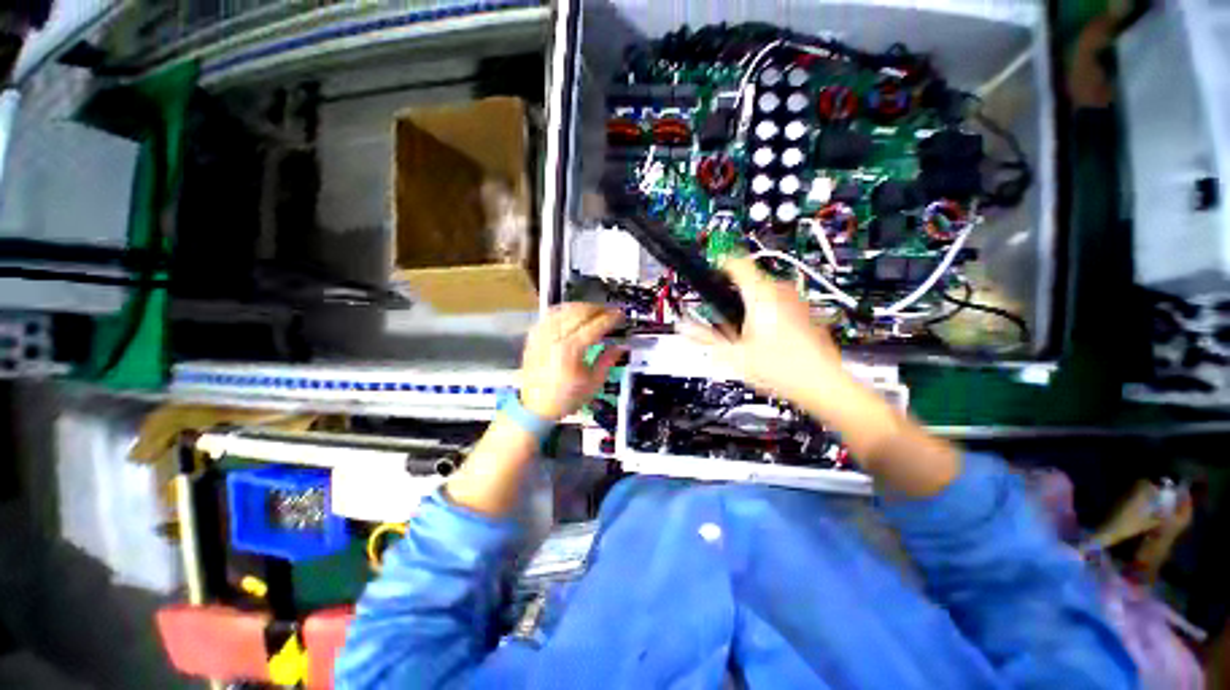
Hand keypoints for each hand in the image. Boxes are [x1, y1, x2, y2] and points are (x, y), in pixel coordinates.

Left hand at [518, 303, 625, 420]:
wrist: (534, 408)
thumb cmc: (565, 399)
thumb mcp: (592, 384)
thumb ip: (607, 361)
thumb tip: (621, 347)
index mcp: (570, 351)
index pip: (595, 326)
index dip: (610, 318)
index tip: (620, 315)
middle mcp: (554, 338)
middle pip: (579, 312)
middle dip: (598, 308)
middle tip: (609, 311)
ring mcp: (542, 335)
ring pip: (564, 309)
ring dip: (582, 306)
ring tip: (594, 310)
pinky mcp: (534, 337)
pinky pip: (550, 315)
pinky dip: (564, 310)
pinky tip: (572, 313)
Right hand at [679, 258, 844, 406]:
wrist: (820, 382)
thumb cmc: (780, 368)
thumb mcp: (733, 354)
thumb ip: (703, 337)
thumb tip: (683, 327)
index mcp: (760, 295)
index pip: (735, 262)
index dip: (718, 264)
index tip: (710, 273)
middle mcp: (780, 290)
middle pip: (748, 278)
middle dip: (733, 293)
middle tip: (725, 317)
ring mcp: (796, 299)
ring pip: (764, 290)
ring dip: (750, 302)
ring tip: (745, 331)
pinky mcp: (805, 309)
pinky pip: (779, 300)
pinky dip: (767, 310)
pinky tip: (765, 335)